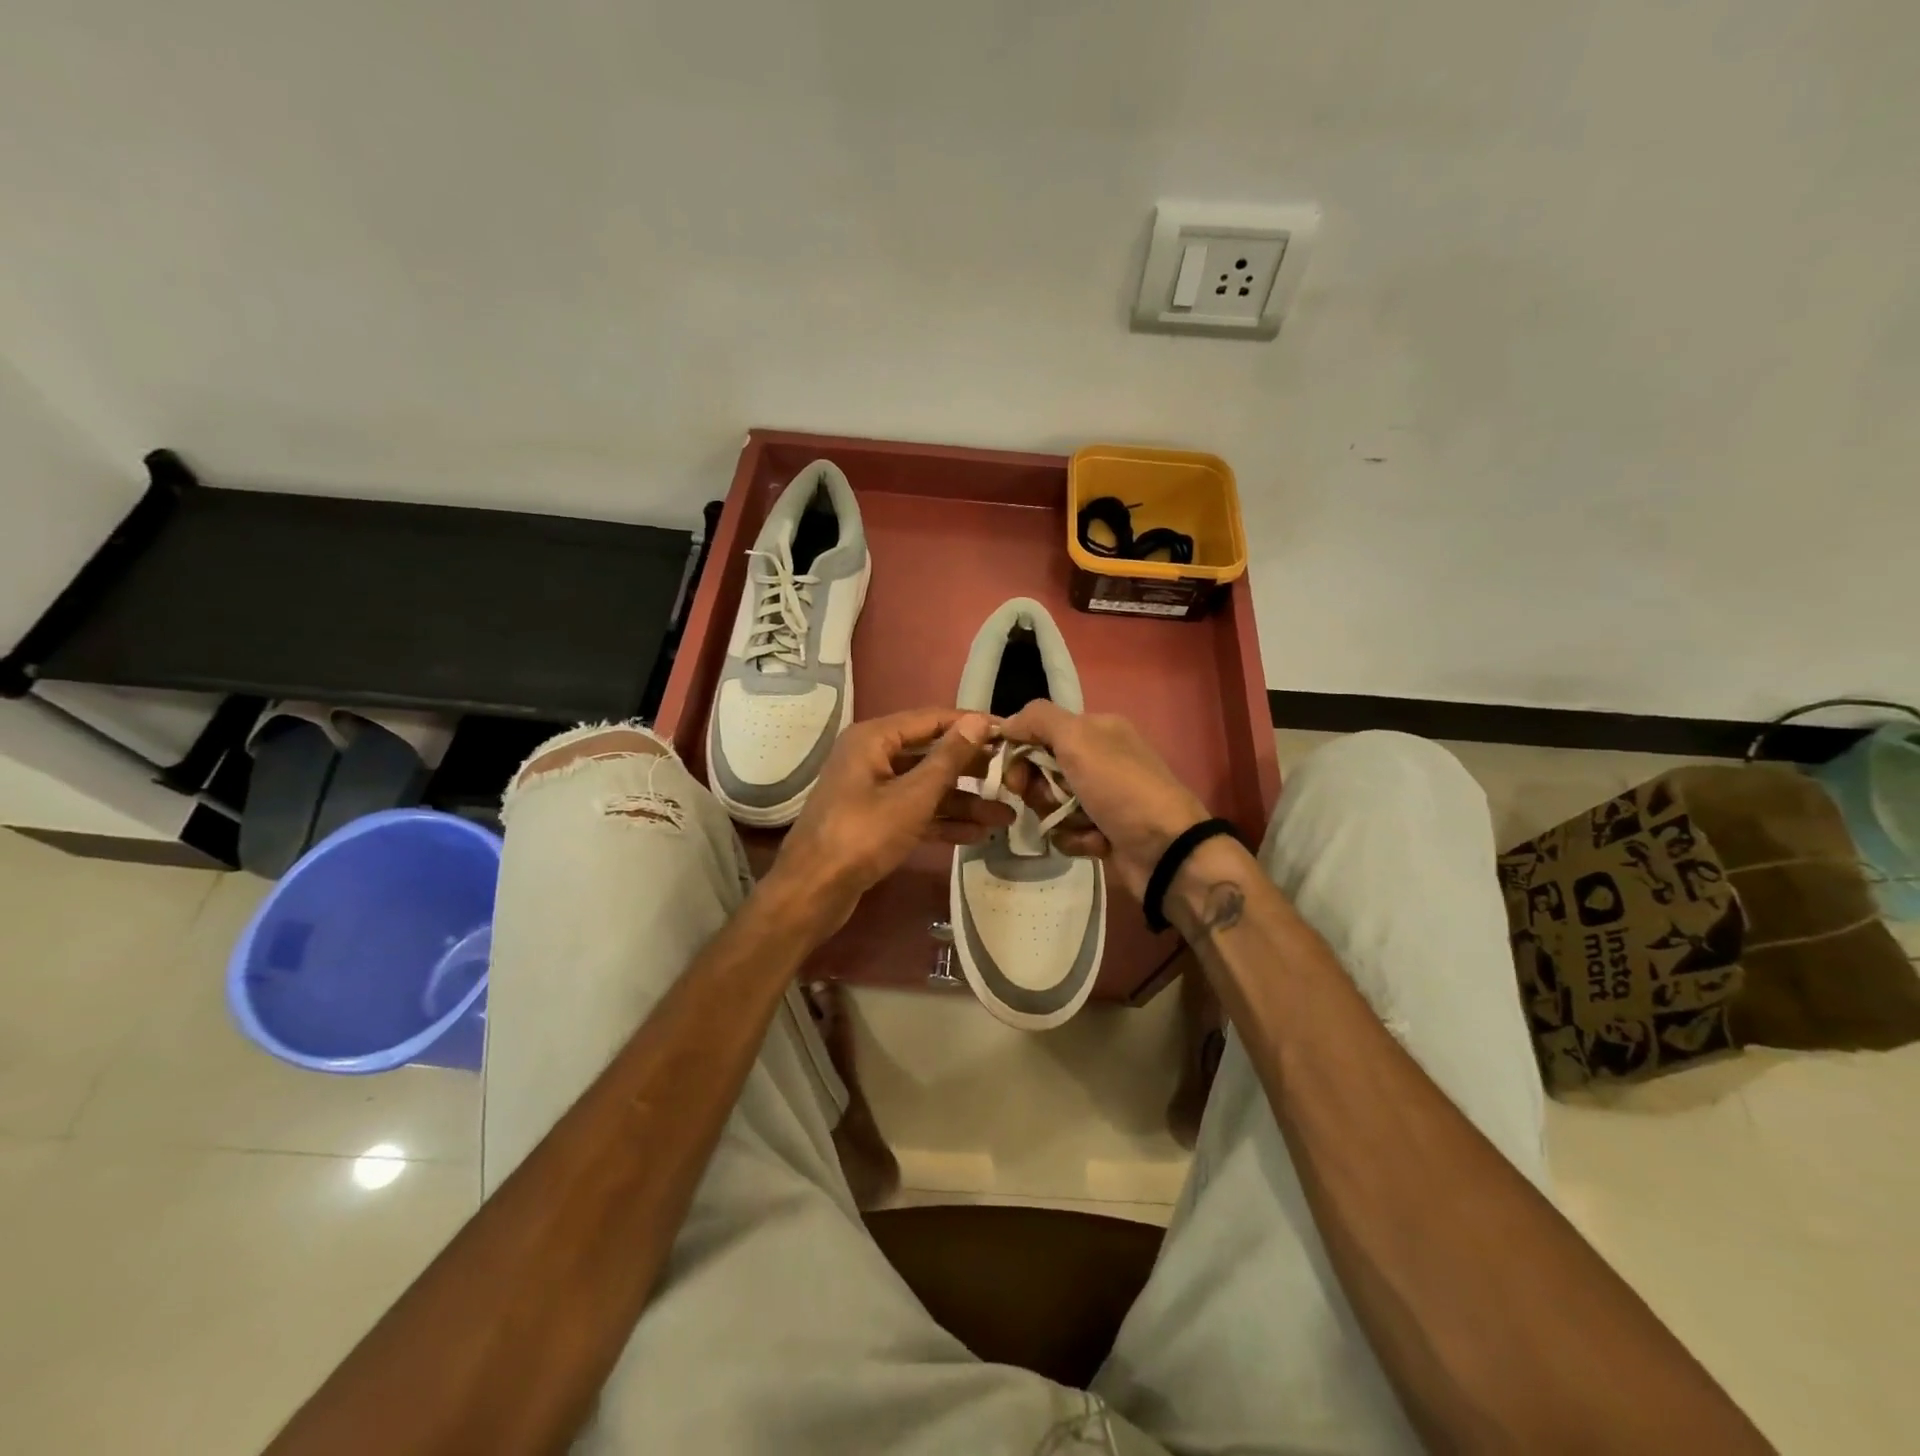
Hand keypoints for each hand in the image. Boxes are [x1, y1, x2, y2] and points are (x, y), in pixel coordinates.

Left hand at [763, 707, 1002, 933]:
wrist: (812, 892)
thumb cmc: (863, 835)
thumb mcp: (912, 796)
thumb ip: (948, 758)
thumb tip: (977, 721)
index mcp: (874, 738)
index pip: (932, 719)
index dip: (971, 725)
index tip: (1010, 734)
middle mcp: (872, 757)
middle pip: (931, 754)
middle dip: (972, 769)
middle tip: (1013, 776)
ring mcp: (873, 790)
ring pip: (926, 787)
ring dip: (963, 801)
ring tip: (1005, 815)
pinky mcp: (875, 821)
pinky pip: (915, 812)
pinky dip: (943, 820)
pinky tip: (977, 834)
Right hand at [999, 700, 1209, 901]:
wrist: (1165, 850)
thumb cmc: (1120, 788)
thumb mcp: (1078, 740)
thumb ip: (1038, 720)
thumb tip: (1006, 724)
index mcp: (1096, 729)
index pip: (1039, 732)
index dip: (1020, 753)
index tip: (1015, 776)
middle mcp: (1098, 758)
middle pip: (1040, 771)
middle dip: (1040, 790)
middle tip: (1051, 800)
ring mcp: (1100, 797)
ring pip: (1050, 804)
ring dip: (1060, 817)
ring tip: (1085, 824)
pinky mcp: (1100, 830)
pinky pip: (1065, 831)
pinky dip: (1076, 838)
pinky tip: (1097, 842)